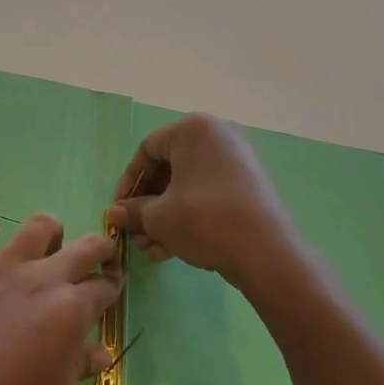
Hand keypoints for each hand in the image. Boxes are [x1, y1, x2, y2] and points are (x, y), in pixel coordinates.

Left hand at [0, 206, 119, 384]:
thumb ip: (77, 373)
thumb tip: (99, 353)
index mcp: (71, 313)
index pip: (104, 288)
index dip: (111, 289)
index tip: (109, 292)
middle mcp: (42, 279)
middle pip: (84, 247)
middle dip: (100, 249)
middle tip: (98, 259)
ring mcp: (2, 268)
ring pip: (38, 226)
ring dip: (49, 232)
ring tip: (46, 247)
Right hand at [108, 114, 300, 292]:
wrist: (267, 254)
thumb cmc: (204, 220)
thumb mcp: (159, 218)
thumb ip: (133, 211)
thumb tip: (116, 214)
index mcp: (193, 130)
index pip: (147, 149)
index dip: (128, 182)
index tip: (120, 210)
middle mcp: (217, 137)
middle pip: (168, 169)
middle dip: (148, 205)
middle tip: (137, 233)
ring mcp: (237, 162)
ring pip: (187, 186)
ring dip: (165, 217)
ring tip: (153, 250)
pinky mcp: (249, 187)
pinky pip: (208, 196)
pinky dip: (188, 217)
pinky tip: (173, 250)